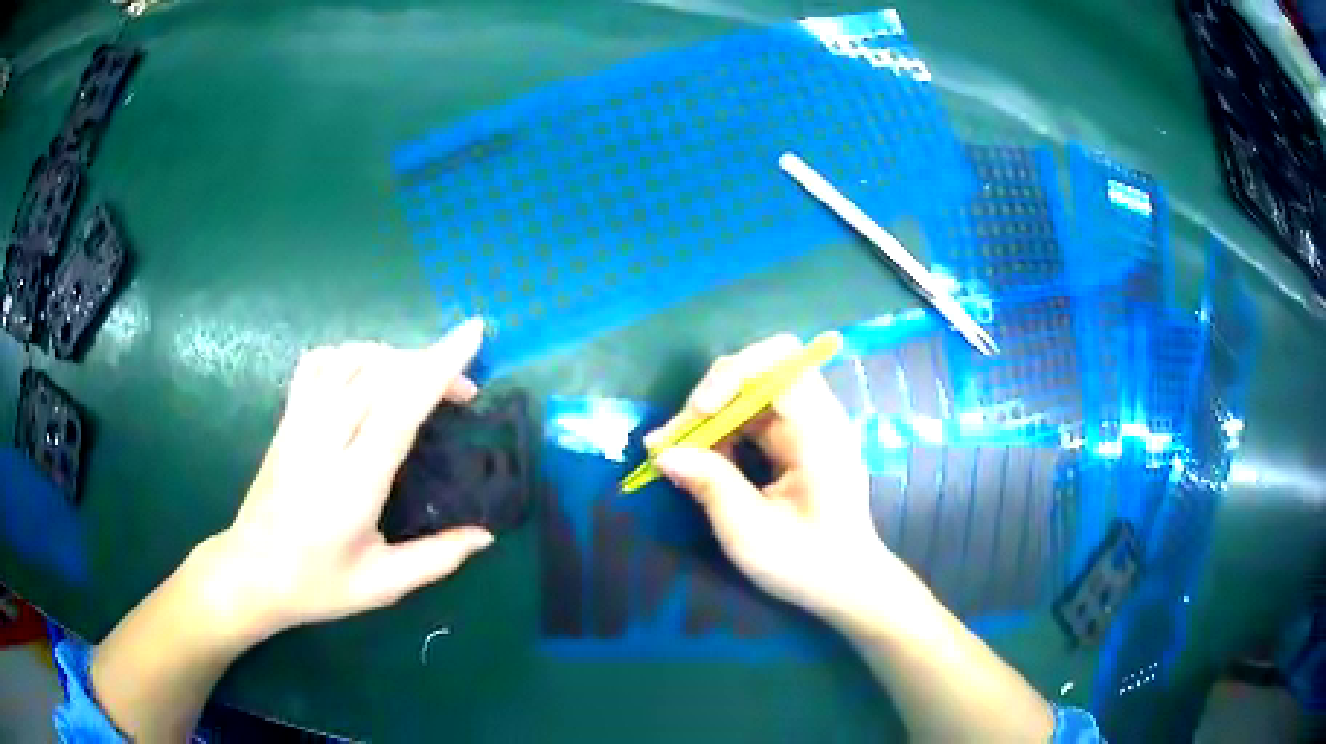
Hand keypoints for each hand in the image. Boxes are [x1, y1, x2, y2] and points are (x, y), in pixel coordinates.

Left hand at [195, 318, 494, 644]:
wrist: (250, 573)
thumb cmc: (317, 585)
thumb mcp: (382, 585)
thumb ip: (436, 558)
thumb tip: (486, 535)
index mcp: (353, 484)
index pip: (399, 408)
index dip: (439, 367)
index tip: (472, 333)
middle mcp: (323, 441)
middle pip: (380, 372)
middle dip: (430, 364)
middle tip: (464, 393)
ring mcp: (299, 423)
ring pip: (349, 359)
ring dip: (394, 357)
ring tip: (419, 381)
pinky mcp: (286, 418)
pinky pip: (317, 363)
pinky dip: (349, 355)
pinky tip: (366, 375)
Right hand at [648, 334, 890, 616]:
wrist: (847, 584)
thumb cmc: (807, 563)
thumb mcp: (751, 532)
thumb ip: (710, 484)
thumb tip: (664, 451)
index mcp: (818, 431)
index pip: (780, 361)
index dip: (733, 375)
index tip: (701, 414)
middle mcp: (817, 416)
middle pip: (760, 370)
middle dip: (712, 396)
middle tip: (675, 439)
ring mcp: (808, 427)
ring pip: (751, 393)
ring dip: (711, 415)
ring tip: (676, 451)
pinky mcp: (797, 441)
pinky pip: (754, 417)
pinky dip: (723, 431)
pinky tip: (701, 460)